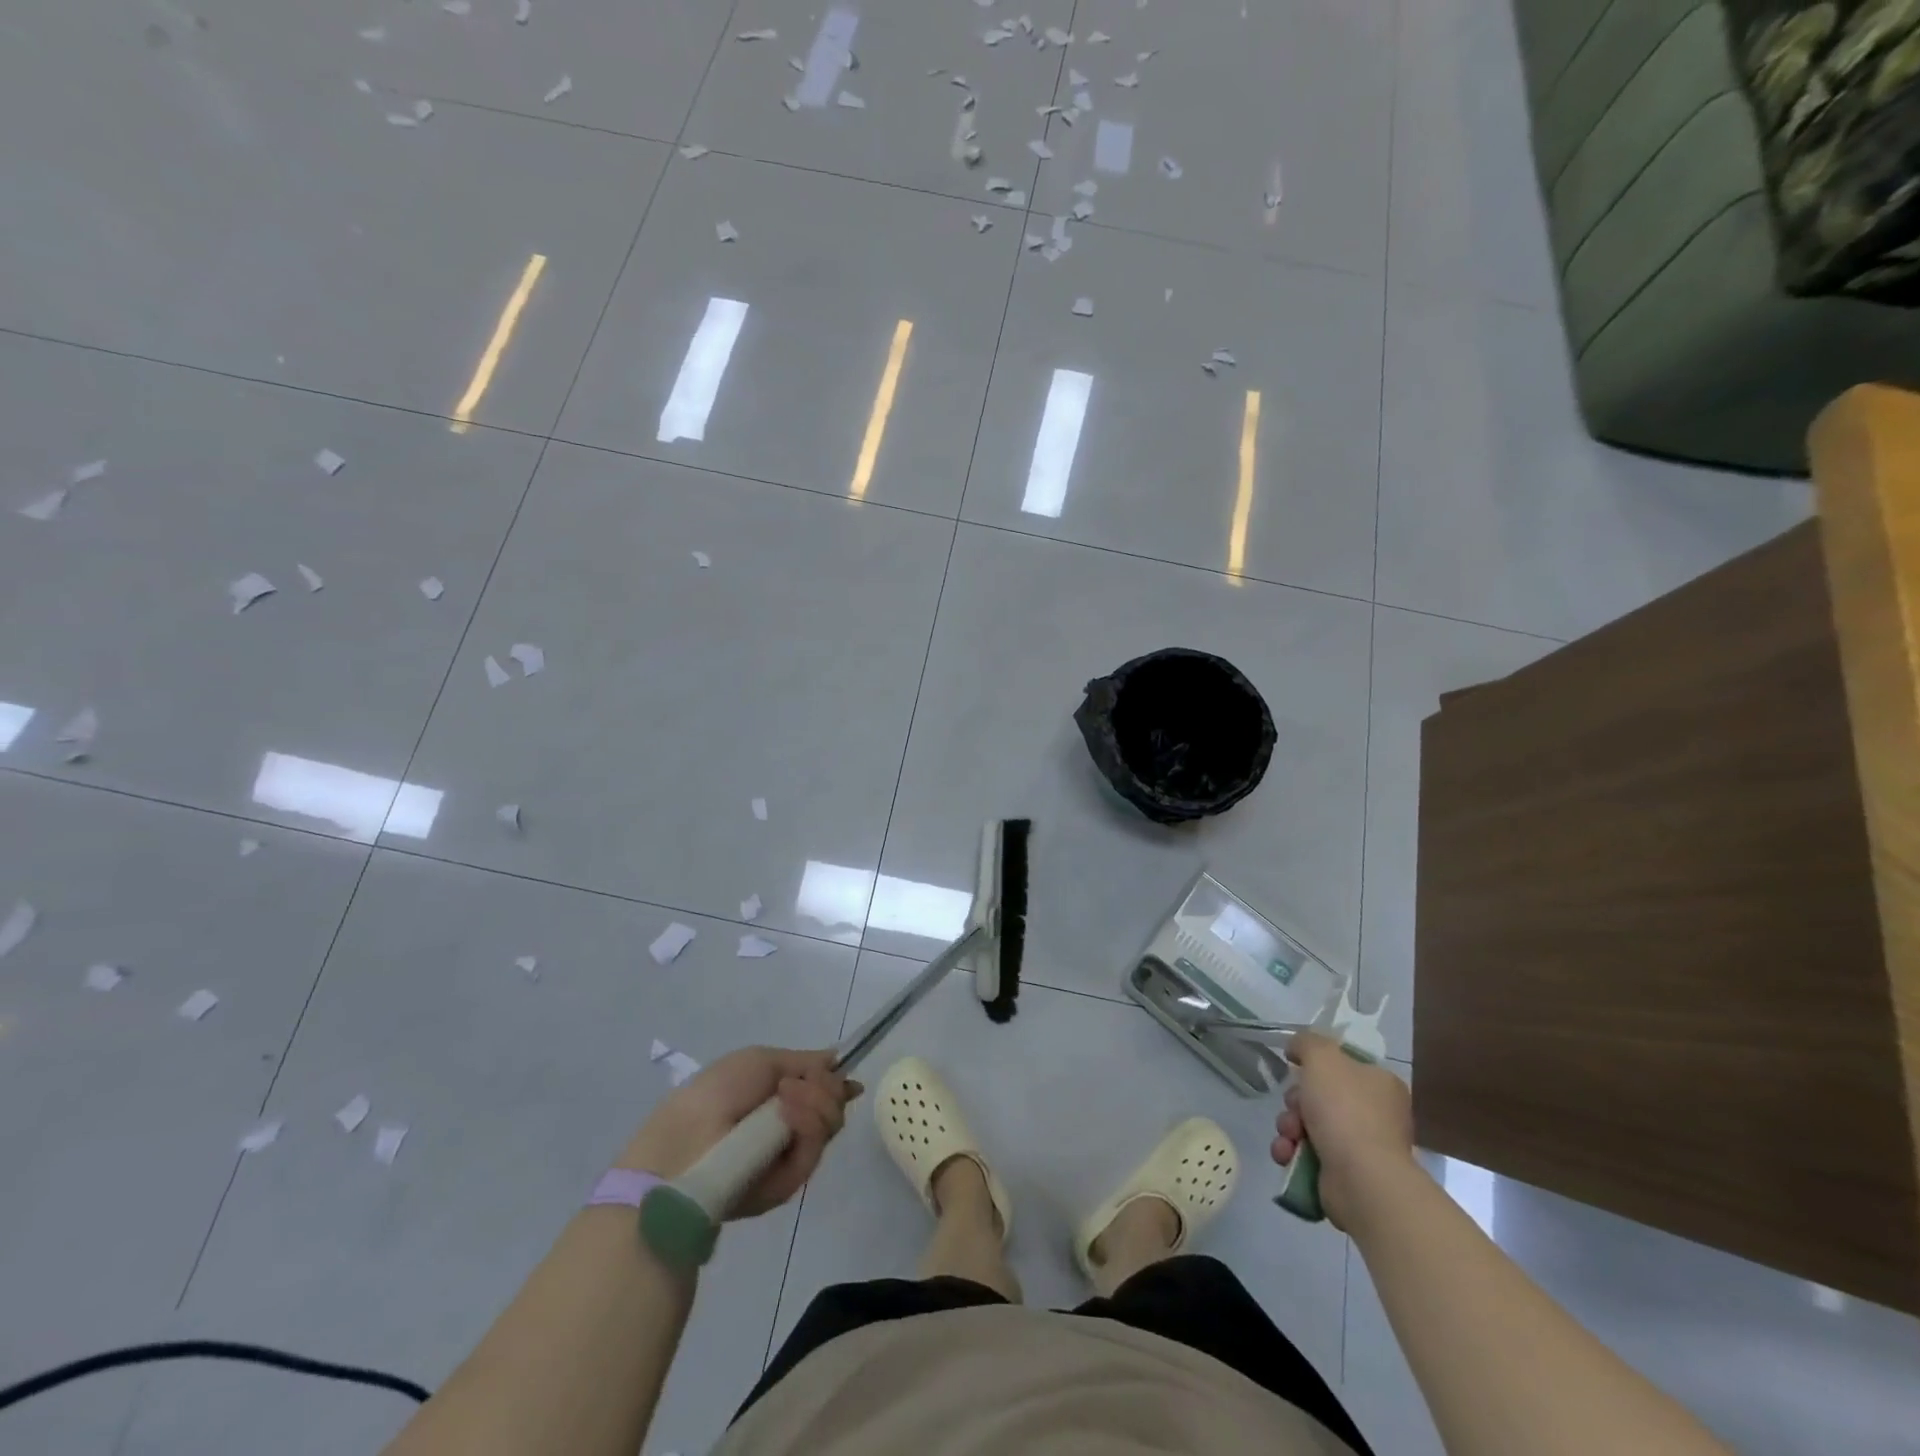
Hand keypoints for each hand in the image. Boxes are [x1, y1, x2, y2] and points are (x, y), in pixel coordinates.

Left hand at [618, 1047, 862, 1219]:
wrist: (688, 1141)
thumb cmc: (717, 1092)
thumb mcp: (760, 1061)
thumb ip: (803, 1061)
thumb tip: (837, 1060)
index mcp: (776, 1099)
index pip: (821, 1091)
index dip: (836, 1083)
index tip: (847, 1078)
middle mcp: (787, 1127)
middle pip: (832, 1106)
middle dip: (826, 1088)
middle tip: (801, 1084)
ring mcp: (789, 1156)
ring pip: (829, 1124)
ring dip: (816, 1102)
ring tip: (787, 1099)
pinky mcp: (788, 1184)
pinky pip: (815, 1149)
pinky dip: (808, 1126)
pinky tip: (788, 1117)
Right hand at [1270, 1033, 1414, 1230]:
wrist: (1360, 1178)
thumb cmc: (1345, 1109)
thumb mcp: (1322, 1057)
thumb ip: (1307, 1042)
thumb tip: (1296, 1049)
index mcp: (1380, 1083)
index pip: (1342, 1065)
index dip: (1314, 1066)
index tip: (1297, 1071)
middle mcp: (1376, 1114)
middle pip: (1320, 1096)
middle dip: (1295, 1102)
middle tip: (1293, 1108)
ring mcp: (1363, 1146)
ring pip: (1309, 1124)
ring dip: (1288, 1127)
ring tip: (1287, 1136)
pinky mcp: (1347, 1174)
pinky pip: (1309, 1153)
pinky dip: (1292, 1151)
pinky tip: (1286, 1154)